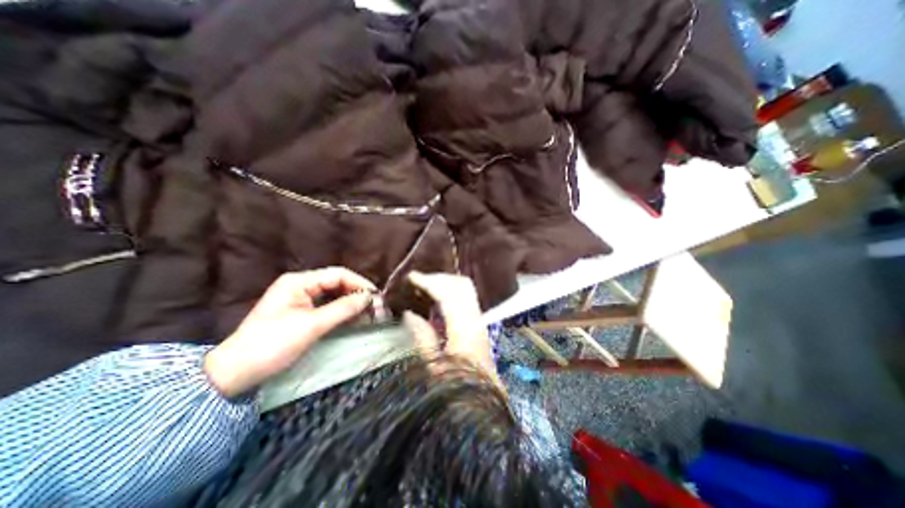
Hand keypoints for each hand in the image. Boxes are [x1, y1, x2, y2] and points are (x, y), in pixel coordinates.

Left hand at [204, 268, 375, 397]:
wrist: (235, 373)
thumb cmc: (272, 345)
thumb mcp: (312, 326)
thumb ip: (343, 309)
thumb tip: (369, 298)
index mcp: (299, 281)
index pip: (338, 275)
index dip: (359, 284)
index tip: (376, 297)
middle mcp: (301, 285)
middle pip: (337, 283)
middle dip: (357, 294)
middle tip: (375, 308)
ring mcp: (300, 298)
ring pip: (334, 295)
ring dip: (352, 303)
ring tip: (369, 314)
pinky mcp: (301, 312)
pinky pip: (328, 306)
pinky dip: (342, 311)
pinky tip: (354, 318)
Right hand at [405, 272, 501, 385]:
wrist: (484, 408)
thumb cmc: (457, 392)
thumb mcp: (434, 369)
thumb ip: (422, 338)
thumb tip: (410, 314)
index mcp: (464, 329)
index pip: (448, 293)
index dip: (429, 282)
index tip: (411, 277)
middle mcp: (475, 320)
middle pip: (461, 285)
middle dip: (439, 278)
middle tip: (418, 280)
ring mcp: (479, 323)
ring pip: (465, 291)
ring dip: (445, 284)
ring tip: (425, 286)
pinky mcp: (477, 328)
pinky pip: (465, 301)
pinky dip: (450, 294)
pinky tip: (437, 302)